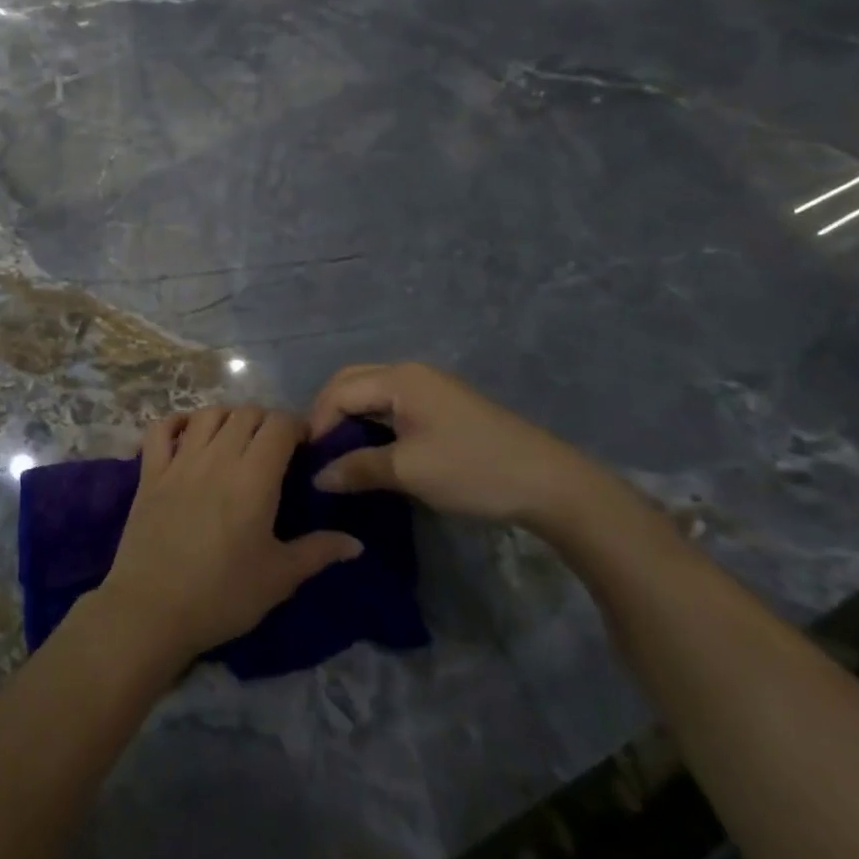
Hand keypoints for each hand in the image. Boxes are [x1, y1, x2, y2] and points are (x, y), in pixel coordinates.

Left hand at [97, 407, 363, 664]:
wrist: (152, 608)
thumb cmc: (223, 595)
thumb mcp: (279, 578)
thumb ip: (318, 552)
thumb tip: (356, 543)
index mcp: (253, 477)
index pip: (279, 425)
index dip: (297, 427)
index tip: (305, 447)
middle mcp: (217, 457)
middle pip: (245, 413)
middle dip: (266, 421)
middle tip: (275, 448)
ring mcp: (179, 460)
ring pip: (207, 414)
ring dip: (227, 418)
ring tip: (236, 440)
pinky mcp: (150, 471)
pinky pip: (160, 428)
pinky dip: (177, 422)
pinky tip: (188, 435)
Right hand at [308, 362, 609, 527]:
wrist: (551, 484)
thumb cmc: (473, 470)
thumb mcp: (409, 472)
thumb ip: (358, 468)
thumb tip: (318, 477)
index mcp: (400, 379)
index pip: (340, 391)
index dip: (319, 424)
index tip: (308, 461)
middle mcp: (411, 374)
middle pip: (352, 383)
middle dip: (330, 414)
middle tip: (319, 453)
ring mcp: (430, 388)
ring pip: (372, 393)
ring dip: (351, 418)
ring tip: (339, 454)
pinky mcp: (444, 407)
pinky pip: (392, 405)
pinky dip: (373, 423)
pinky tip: (371, 451)